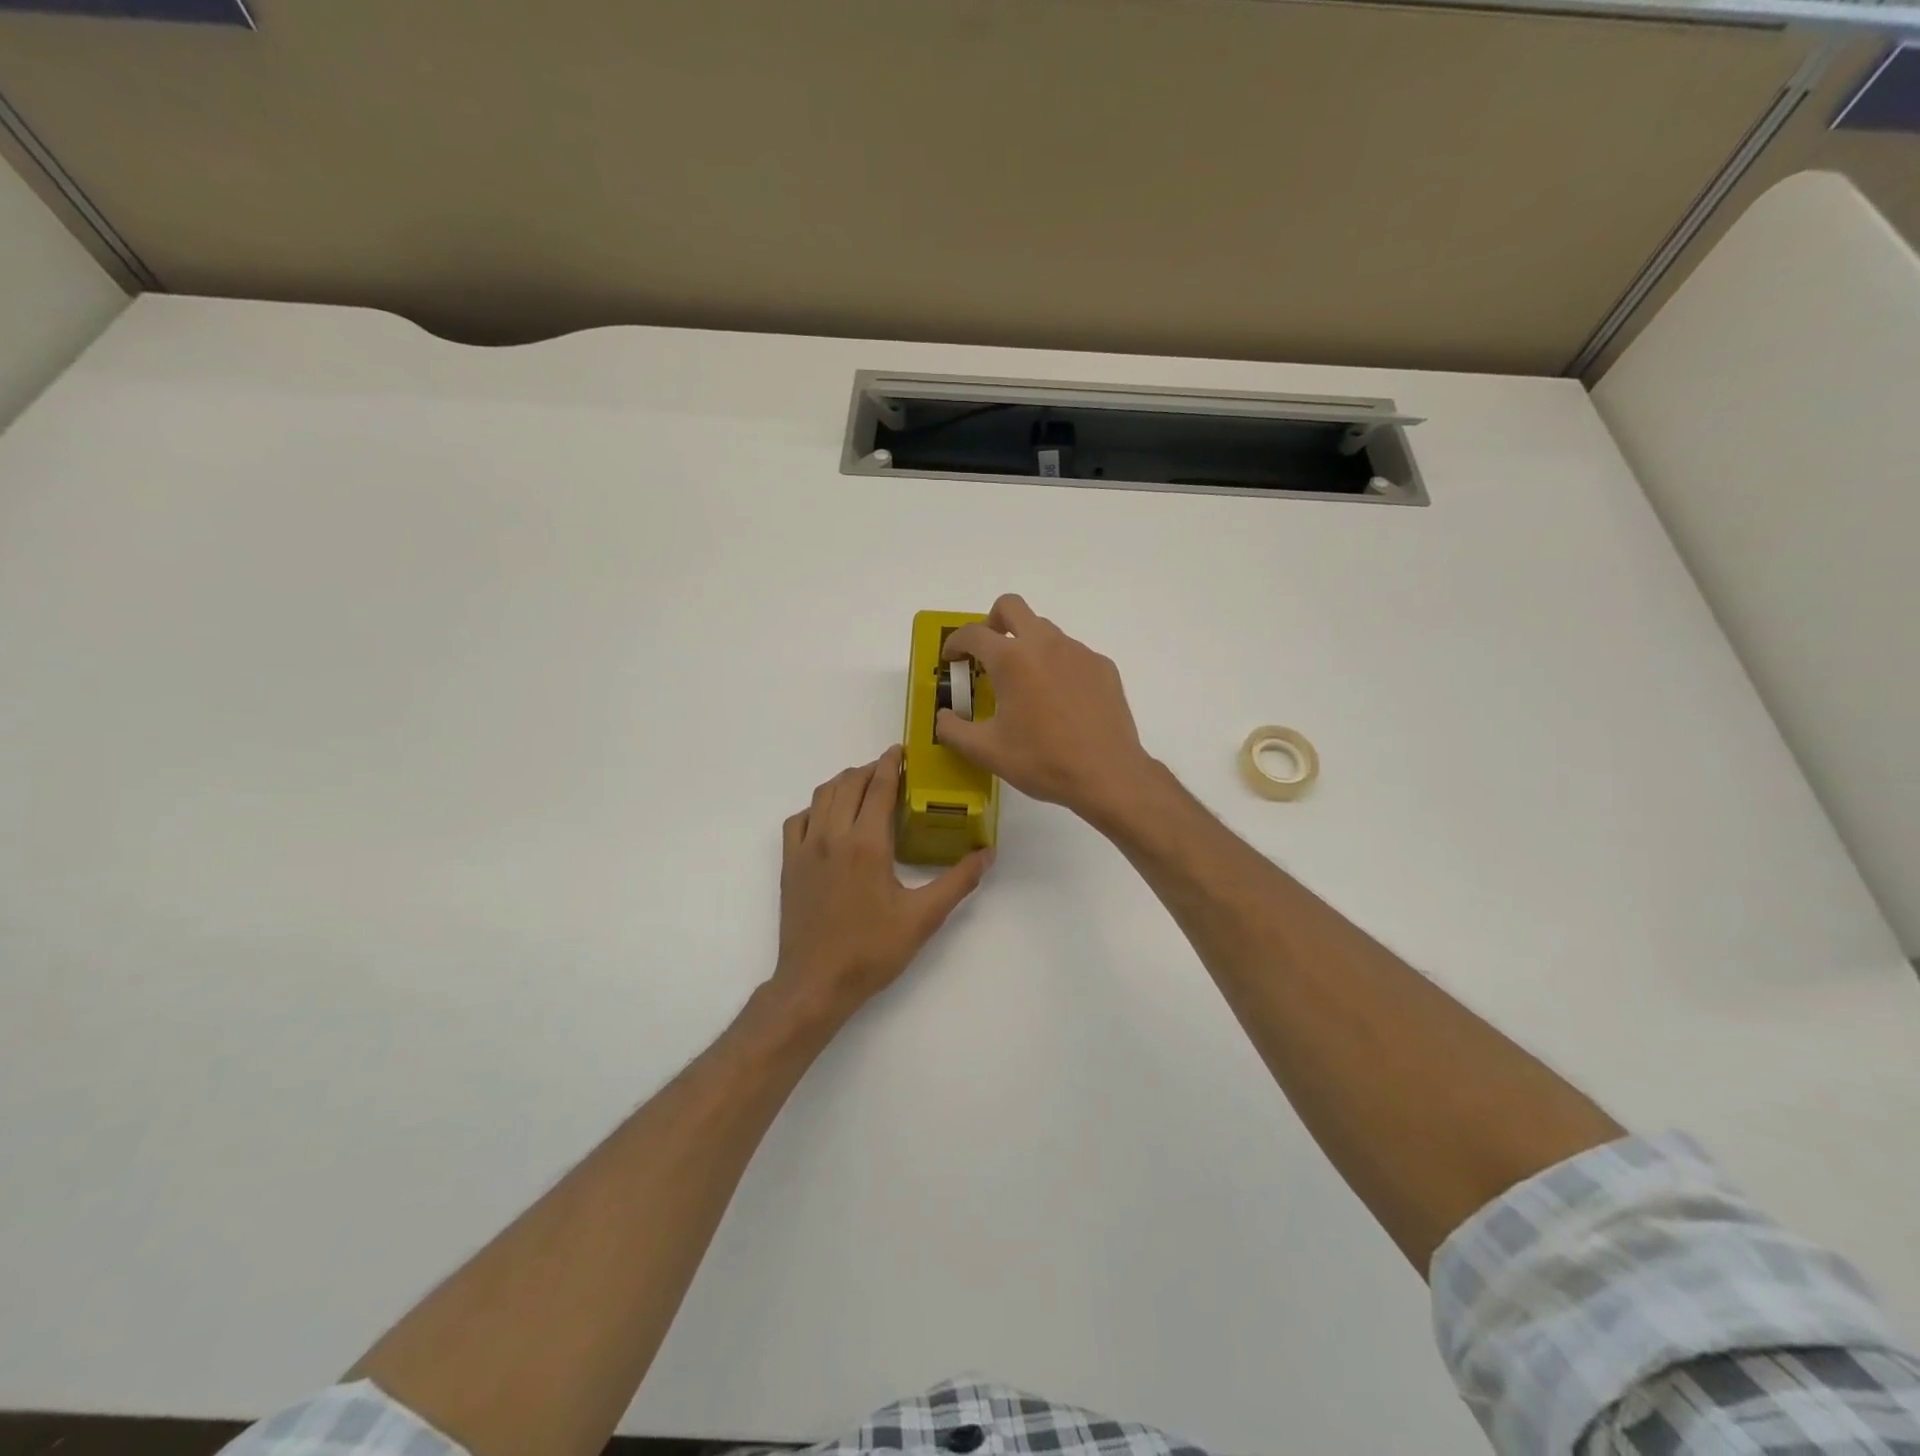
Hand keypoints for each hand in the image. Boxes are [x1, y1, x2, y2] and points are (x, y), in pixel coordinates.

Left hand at [769, 747, 991, 1025]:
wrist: (816, 983)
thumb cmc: (872, 951)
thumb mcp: (923, 918)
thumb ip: (958, 882)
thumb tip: (987, 853)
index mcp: (867, 844)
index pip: (879, 788)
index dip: (891, 764)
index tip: (901, 751)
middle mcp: (833, 836)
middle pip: (849, 783)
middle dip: (870, 769)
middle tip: (890, 770)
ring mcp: (806, 849)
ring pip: (822, 796)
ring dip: (844, 782)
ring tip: (863, 785)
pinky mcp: (790, 864)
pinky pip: (798, 820)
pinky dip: (816, 808)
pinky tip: (828, 818)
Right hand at [936, 595, 1157, 824]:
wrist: (1107, 774)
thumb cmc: (1042, 761)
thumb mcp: (986, 752)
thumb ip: (953, 730)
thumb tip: (943, 716)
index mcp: (1012, 659)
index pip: (973, 633)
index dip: (955, 643)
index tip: (951, 659)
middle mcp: (1045, 644)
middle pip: (1011, 607)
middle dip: (991, 622)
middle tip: (986, 653)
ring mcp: (1078, 652)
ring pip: (1044, 630)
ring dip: (1026, 645)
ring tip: (1024, 685)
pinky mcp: (1102, 666)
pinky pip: (1071, 653)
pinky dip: (1055, 665)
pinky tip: (1059, 701)